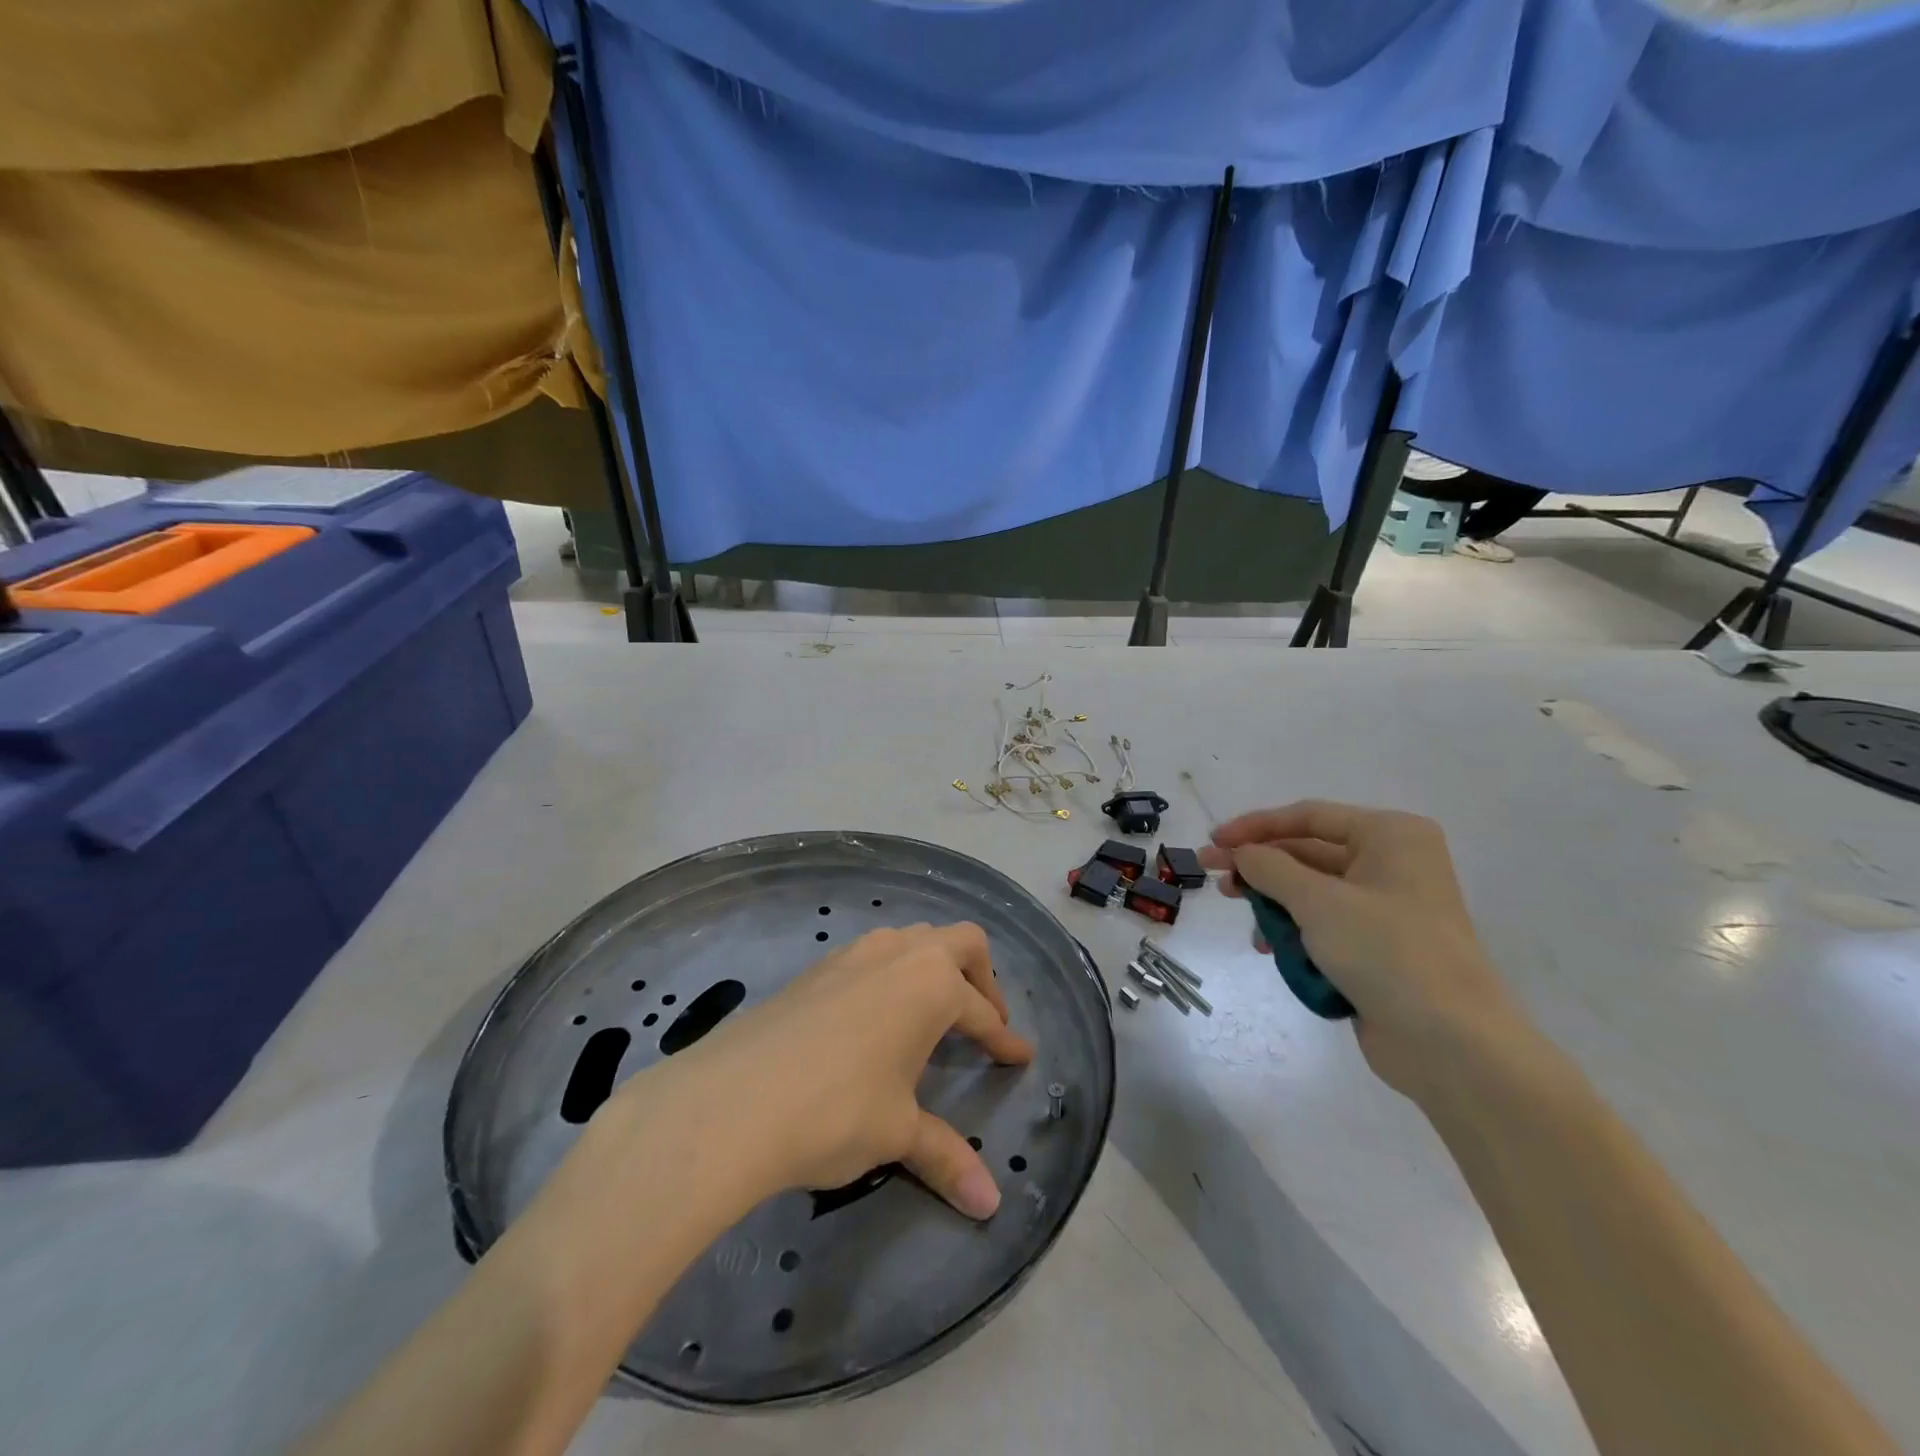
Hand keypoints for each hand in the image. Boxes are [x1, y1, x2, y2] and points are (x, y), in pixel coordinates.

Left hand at [612, 923, 1033, 1219]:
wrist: (732, 1101)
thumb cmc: (836, 1111)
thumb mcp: (897, 1132)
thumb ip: (946, 1157)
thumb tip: (990, 1206)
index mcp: (931, 985)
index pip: (982, 1013)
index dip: (1004, 1040)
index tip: (1020, 1057)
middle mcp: (898, 954)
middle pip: (959, 943)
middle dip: (981, 978)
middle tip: (984, 1021)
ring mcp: (854, 953)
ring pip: (912, 940)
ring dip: (934, 967)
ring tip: (933, 1013)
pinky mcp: (817, 967)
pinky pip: (873, 955)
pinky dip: (893, 974)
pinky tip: (877, 1015)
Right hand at [1200, 800, 1530, 1097]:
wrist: (1451, 1043)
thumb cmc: (1387, 952)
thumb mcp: (1318, 901)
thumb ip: (1270, 868)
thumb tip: (1241, 853)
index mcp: (1390, 836)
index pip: (1308, 817)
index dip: (1255, 826)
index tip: (1213, 842)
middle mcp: (1392, 863)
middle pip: (1308, 852)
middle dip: (1260, 867)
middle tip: (1213, 876)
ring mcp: (1387, 907)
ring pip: (1312, 891)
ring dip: (1274, 903)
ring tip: (1246, 921)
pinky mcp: (1379, 946)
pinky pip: (1324, 924)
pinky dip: (1295, 931)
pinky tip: (1269, 948)